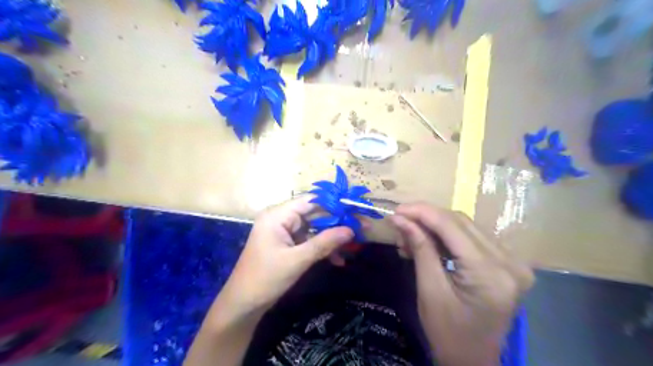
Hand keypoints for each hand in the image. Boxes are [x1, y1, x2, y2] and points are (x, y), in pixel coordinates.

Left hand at [216, 197, 354, 316]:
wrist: (243, 304)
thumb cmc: (266, 278)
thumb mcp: (297, 260)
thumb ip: (325, 243)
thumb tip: (351, 230)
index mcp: (278, 215)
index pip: (310, 201)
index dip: (334, 203)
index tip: (355, 209)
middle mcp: (281, 218)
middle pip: (314, 214)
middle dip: (337, 223)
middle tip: (361, 228)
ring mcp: (284, 231)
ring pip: (314, 228)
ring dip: (332, 238)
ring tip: (353, 246)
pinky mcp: (287, 244)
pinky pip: (309, 240)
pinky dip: (322, 248)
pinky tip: (337, 260)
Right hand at [390, 203, 532, 364]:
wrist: (473, 361)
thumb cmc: (448, 333)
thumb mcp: (429, 290)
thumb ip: (419, 248)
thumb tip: (400, 218)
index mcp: (490, 274)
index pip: (452, 227)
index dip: (421, 212)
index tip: (396, 209)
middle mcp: (510, 262)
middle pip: (461, 222)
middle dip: (426, 217)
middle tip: (400, 222)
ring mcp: (514, 262)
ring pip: (466, 226)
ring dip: (435, 226)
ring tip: (411, 236)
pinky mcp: (508, 263)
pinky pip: (473, 237)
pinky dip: (448, 236)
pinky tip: (429, 242)